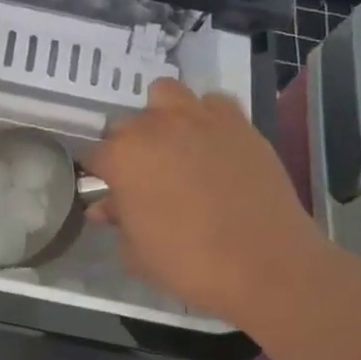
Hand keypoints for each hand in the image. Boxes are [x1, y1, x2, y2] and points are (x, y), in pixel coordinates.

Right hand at [84, 78, 327, 328]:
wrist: (267, 264)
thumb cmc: (189, 264)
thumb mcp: (137, 252)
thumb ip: (118, 220)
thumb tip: (106, 207)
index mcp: (122, 157)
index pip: (93, 156)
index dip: (98, 175)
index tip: (108, 191)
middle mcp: (155, 127)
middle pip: (127, 125)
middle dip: (128, 147)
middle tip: (143, 177)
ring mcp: (199, 119)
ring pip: (165, 95)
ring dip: (161, 116)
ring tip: (172, 145)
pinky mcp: (238, 123)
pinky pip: (212, 104)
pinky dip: (206, 117)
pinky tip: (211, 143)